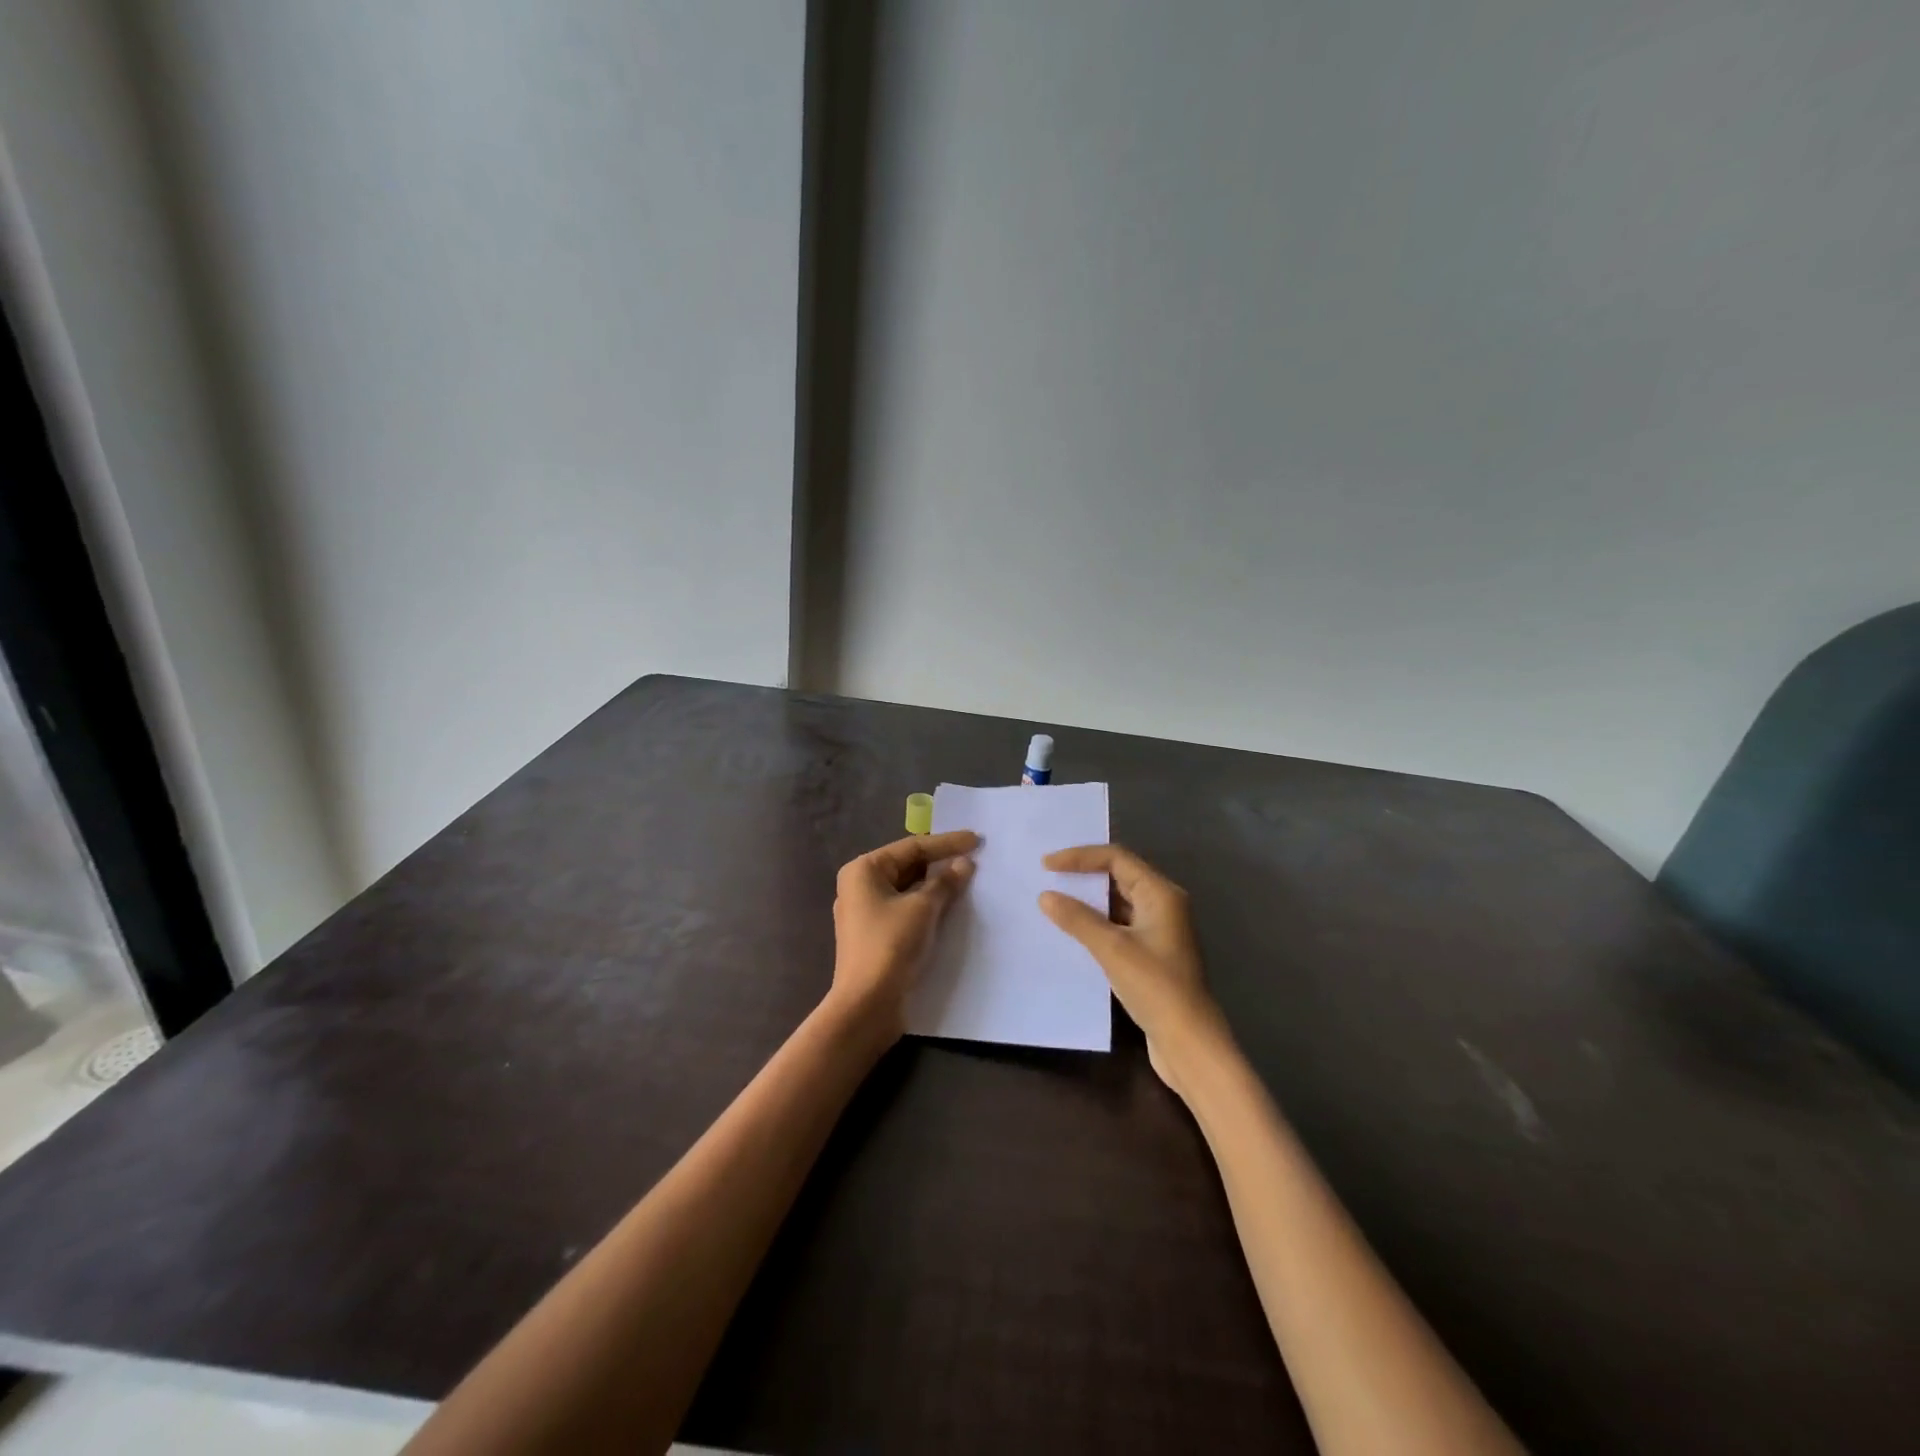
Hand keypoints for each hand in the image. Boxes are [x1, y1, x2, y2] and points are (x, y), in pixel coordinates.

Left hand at [830, 830, 977, 1039]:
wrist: (867, 1005)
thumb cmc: (890, 945)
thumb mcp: (923, 909)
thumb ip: (945, 882)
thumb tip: (964, 864)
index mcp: (864, 870)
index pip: (912, 848)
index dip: (946, 843)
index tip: (976, 840)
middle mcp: (860, 886)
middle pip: (908, 866)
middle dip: (941, 863)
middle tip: (975, 858)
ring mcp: (866, 912)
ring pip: (908, 889)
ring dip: (936, 885)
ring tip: (968, 878)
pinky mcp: (875, 935)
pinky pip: (906, 909)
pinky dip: (927, 905)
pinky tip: (951, 905)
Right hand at [1039, 844, 1230, 1094]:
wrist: (1189, 1042)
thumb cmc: (1155, 987)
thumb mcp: (1112, 949)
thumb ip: (1078, 919)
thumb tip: (1046, 896)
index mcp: (1161, 894)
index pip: (1117, 858)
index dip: (1080, 857)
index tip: (1047, 865)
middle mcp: (1164, 904)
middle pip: (1119, 875)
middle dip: (1083, 874)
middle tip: (1047, 877)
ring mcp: (1160, 930)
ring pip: (1118, 902)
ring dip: (1088, 900)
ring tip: (1054, 900)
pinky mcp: (1152, 953)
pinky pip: (1119, 924)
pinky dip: (1096, 922)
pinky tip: (1072, 932)